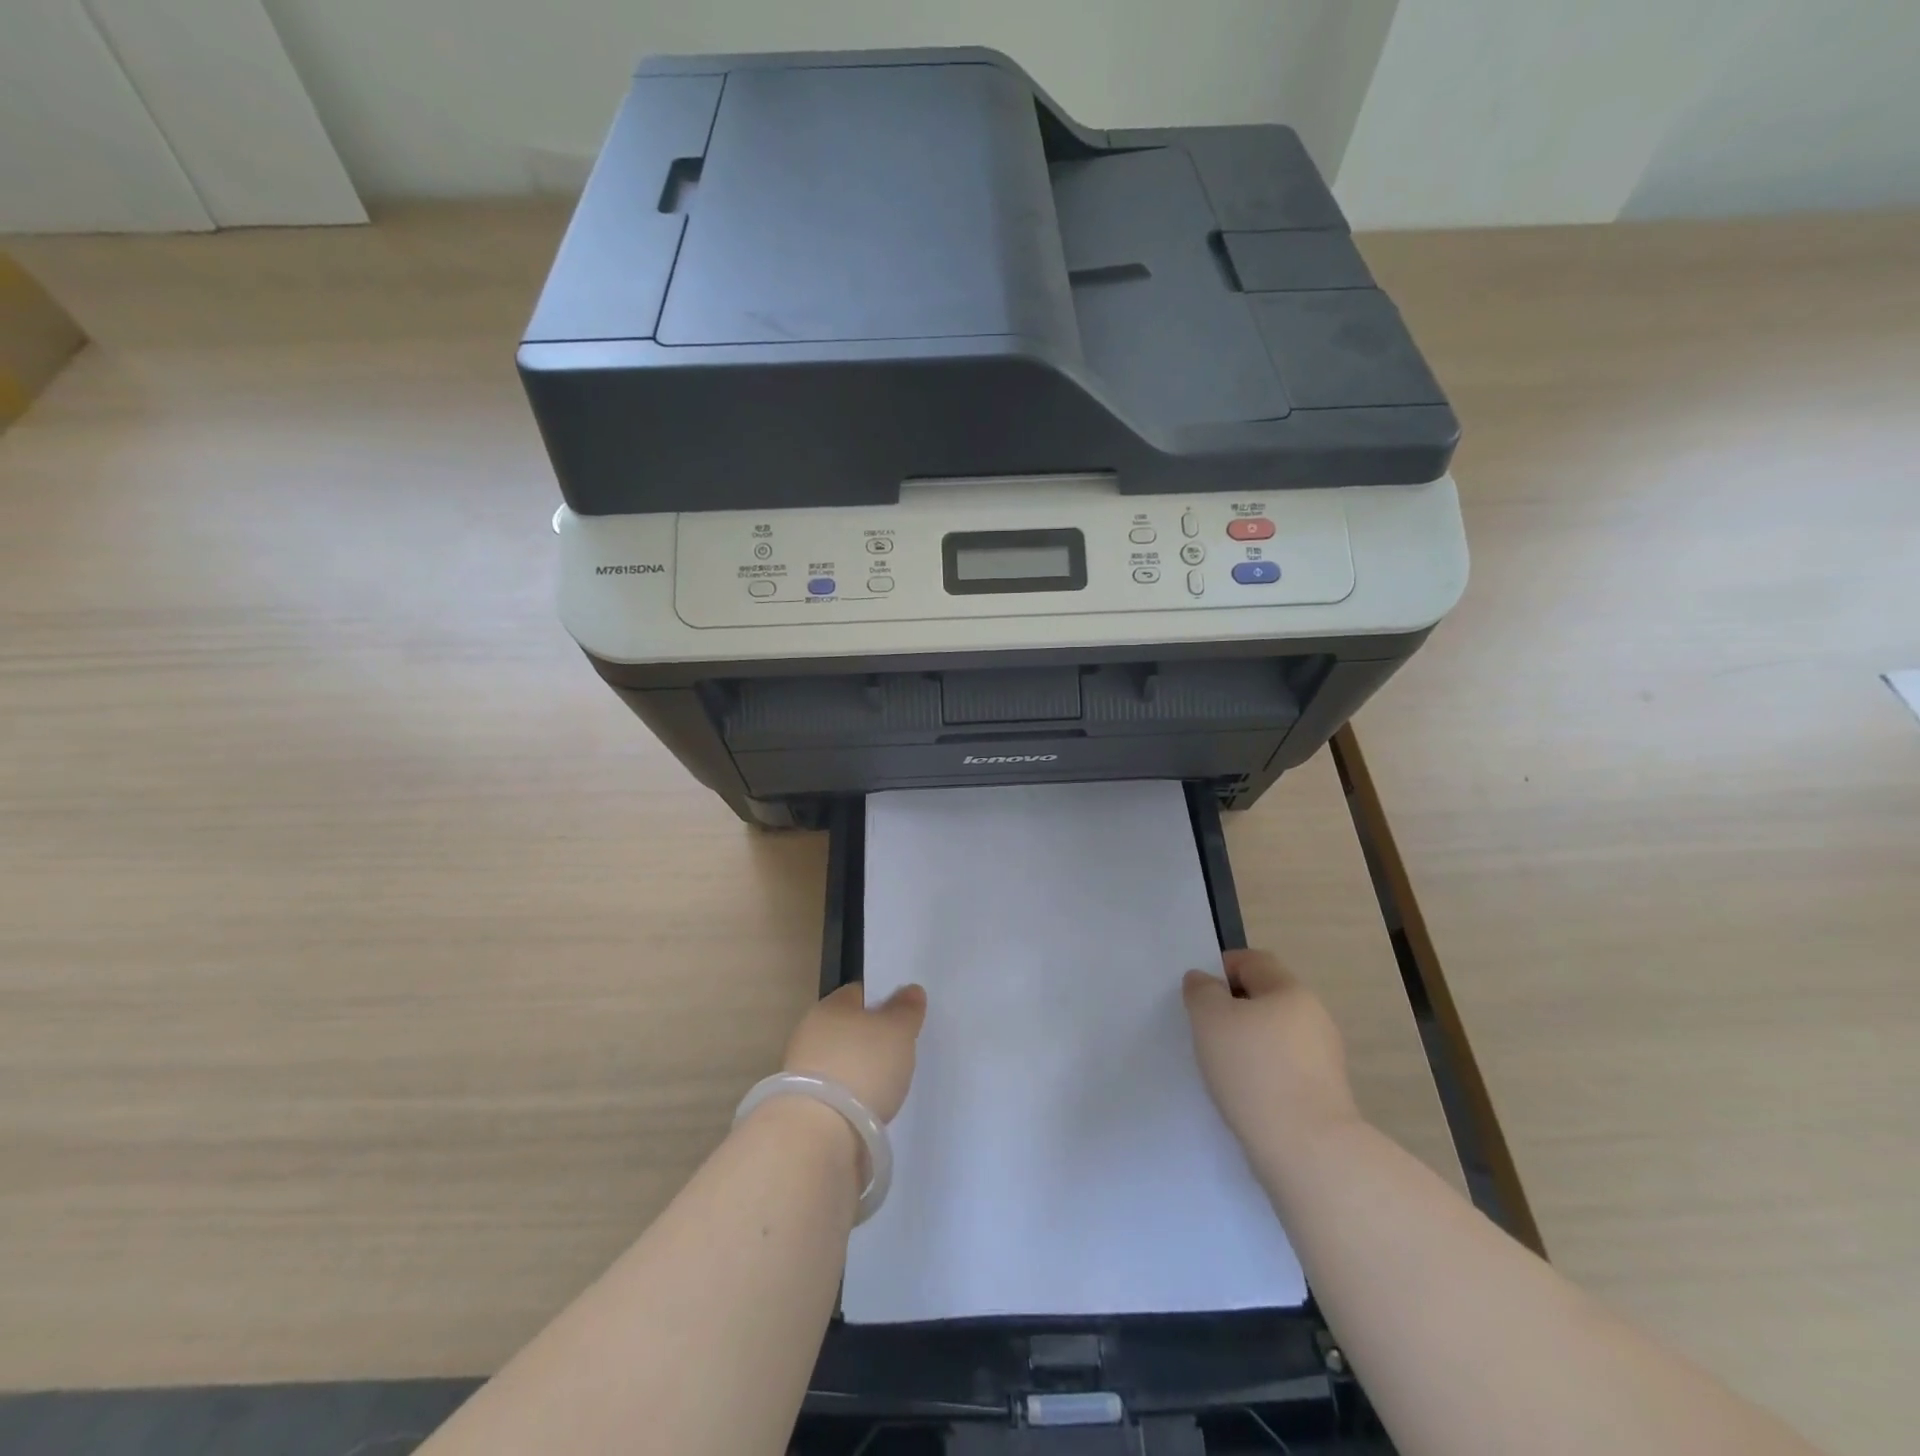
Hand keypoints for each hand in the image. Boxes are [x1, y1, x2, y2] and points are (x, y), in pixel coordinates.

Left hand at [783, 982, 927, 1121]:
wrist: (818, 1134)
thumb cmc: (862, 1067)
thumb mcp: (897, 1031)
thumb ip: (906, 1009)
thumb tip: (910, 990)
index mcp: (830, 1006)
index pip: (859, 994)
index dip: (883, 1001)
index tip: (903, 1017)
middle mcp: (810, 1032)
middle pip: (848, 1028)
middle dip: (870, 1038)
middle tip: (899, 1052)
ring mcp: (801, 1070)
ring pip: (839, 1060)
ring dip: (858, 1070)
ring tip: (886, 1085)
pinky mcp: (801, 1106)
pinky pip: (834, 1091)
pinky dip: (849, 1097)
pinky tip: (867, 1108)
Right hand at [1183, 949, 1361, 1167]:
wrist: (1308, 1151)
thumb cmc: (1253, 1071)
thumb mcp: (1210, 1019)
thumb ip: (1201, 991)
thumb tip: (1204, 981)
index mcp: (1290, 990)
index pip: (1253, 960)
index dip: (1221, 968)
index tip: (1198, 995)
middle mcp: (1314, 1017)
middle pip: (1266, 997)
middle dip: (1233, 1008)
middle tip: (1204, 1030)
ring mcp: (1324, 1058)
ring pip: (1275, 1035)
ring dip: (1248, 1043)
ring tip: (1221, 1067)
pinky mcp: (1325, 1094)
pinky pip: (1285, 1068)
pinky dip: (1263, 1072)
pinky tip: (1244, 1094)